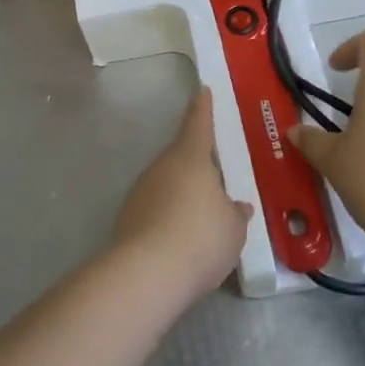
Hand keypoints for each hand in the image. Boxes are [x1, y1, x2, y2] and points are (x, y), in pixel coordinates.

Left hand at [114, 87, 252, 295]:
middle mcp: (161, 168)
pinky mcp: (128, 219)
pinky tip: (183, 240)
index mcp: (190, 158)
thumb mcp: (233, 228)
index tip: (202, 91)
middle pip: (181, 158)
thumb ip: (235, 214)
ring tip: (204, 219)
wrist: (147, 274)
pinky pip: (156, 210)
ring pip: (167, 185)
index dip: (203, 108)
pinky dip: (170, 218)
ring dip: (183, 195)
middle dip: (198, 166)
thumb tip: (236, 206)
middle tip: (217, 178)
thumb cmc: (201, 238)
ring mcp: (140, 192)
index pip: (198, 124)